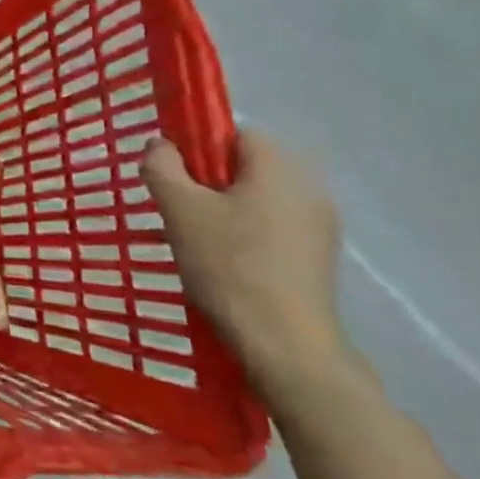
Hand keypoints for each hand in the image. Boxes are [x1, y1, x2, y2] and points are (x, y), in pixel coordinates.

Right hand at [141, 130, 347, 401]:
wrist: (285, 345)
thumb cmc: (229, 265)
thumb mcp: (179, 209)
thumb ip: (162, 166)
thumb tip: (160, 145)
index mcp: (278, 170)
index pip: (237, 133)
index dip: (200, 146)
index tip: (174, 175)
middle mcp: (308, 191)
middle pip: (246, 168)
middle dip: (207, 182)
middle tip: (177, 210)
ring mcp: (319, 229)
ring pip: (257, 201)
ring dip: (223, 211)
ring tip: (194, 241)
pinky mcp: (317, 261)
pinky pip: (271, 229)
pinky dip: (244, 236)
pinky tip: (222, 265)